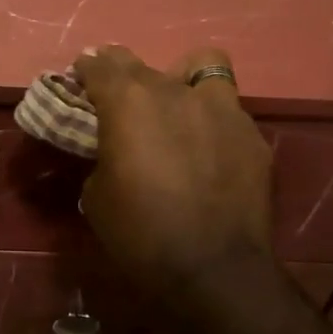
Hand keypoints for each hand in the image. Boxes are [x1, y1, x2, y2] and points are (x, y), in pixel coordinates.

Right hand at [74, 45, 274, 299]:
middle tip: (118, 98)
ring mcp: (220, 108)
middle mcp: (174, 92)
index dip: (87, 68)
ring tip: (175, 105)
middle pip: (142, 64)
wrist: (213, 269)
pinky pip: (228, 110)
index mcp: (128, 102)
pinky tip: (209, 147)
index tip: (81, 76)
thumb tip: (113, 150)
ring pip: (201, 66)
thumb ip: (102, 156)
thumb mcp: (96, 195)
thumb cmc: (140, 233)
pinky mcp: (251, 134)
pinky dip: (212, 119)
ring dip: (181, 79)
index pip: (100, 65)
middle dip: (124, 73)